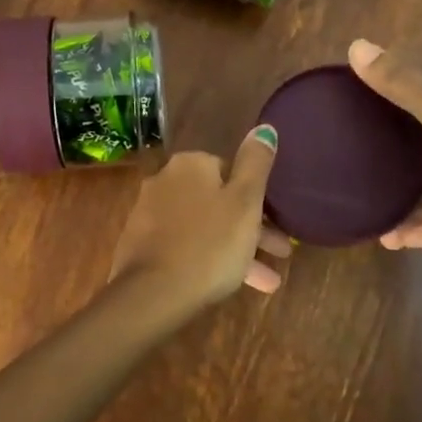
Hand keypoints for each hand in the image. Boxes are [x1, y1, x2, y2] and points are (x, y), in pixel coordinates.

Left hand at [109, 127, 290, 310]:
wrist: (153, 293)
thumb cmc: (210, 244)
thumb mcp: (245, 202)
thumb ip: (256, 163)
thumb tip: (264, 128)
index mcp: (190, 165)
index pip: (230, 171)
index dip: (257, 199)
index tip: (278, 224)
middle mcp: (165, 180)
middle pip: (217, 201)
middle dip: (250, 228)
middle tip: (280, 253)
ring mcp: (149, 214)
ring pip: (204, 227)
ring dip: (235, 249)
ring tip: (266, 282)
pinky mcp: (141, 245)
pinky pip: (184, 246)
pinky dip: (208, 260)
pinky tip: (228, 285)